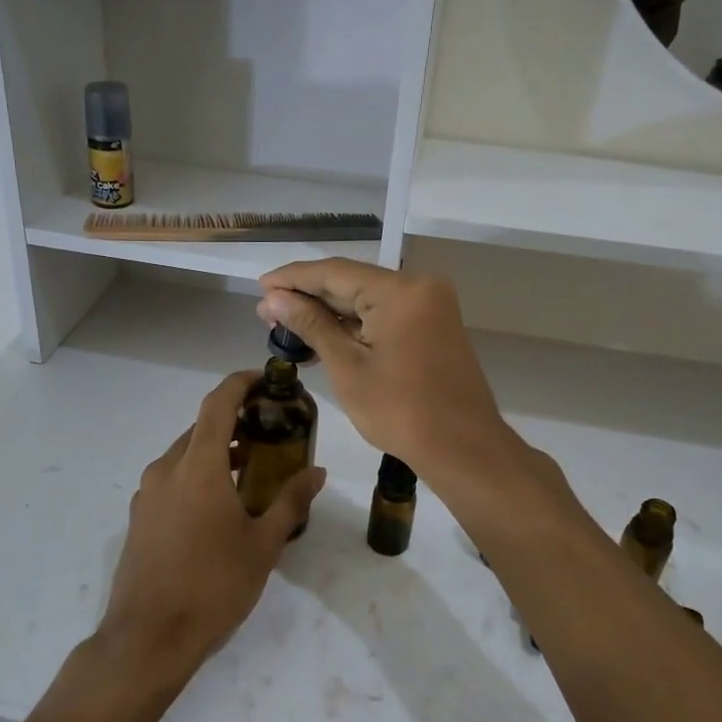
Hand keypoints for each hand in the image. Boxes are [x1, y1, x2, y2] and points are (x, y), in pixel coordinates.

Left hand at [97, 371, 326, 683]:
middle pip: (202, 428)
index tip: (265, 379)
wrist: (148, 637)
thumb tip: (317, 472)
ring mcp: (148, 492)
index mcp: (198, 467)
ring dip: (217, 449)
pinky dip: (198, 473)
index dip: (240, 383)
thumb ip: (290, 502)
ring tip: (251, 465)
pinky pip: (172, 478)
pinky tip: (219, 502)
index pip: (218, 404)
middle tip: (269, 428)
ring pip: (185, 454)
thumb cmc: (213, 586)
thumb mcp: (262, 545)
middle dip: (234, 421)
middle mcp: (167, 468)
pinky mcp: (139, 516)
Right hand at [256, 259, 514, 482]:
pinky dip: (353, 325)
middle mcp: (419, 287)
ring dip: (328, 312)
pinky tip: (321, 337)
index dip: (292, 278)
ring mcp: (429, 306)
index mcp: (400, 291)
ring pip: (367, 299)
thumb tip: (274, 299)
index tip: (259, 287)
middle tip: (266, 312)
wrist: (463, 449)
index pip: (334, 272)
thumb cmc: (401, 411)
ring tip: (285, 326)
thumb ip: (311, 324)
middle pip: (351, 282)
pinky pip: (384, 315)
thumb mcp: (347, 367)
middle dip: (308, 297)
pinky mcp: (432, 326)